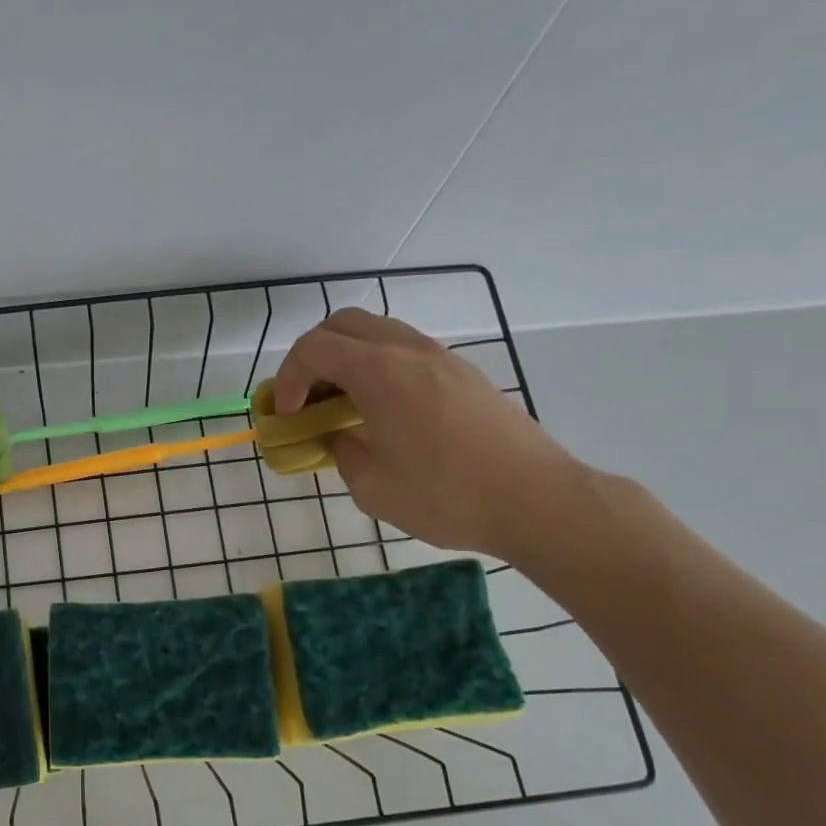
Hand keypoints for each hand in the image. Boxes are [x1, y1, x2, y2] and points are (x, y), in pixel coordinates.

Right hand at [272, 310, 583, 557]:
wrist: (538, 501)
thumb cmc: (446, 495)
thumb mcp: (371, 487)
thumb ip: (343, 452)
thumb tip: (343, 438)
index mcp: (380, 371)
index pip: (314, 348)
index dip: (288, 377)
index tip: (286, 415)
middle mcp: (409, 351)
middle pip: (343, 324)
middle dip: (312, 355)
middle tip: (307, 397)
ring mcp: (442, 358)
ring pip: (378, 332)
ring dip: (347, 357)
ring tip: (343, 402)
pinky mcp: (464, 374)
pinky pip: (406, 351)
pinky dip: (379, 366)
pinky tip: (384, 409)